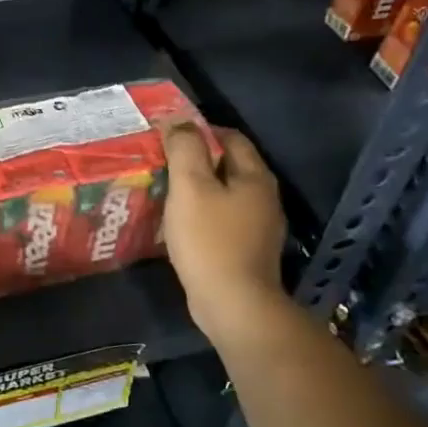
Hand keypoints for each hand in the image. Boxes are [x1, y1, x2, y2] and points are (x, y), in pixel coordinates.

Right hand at [161, 123, 290, 342]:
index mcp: (255, 176)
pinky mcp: (248, 250)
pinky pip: (224, 218)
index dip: (200, 130)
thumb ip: (185, 149)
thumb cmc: (209, 240)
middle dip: (198, 159)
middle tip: (163, 162)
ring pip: (226, 193)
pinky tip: (181, 222)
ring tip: (166, 190)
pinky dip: (203, 212)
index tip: (169, 136)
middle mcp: (264, 197)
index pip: (230, 137)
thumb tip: (179, 122)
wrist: (234, 304)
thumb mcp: (190, 187)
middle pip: (230, 165)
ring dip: (199, 188)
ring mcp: (259, 226)